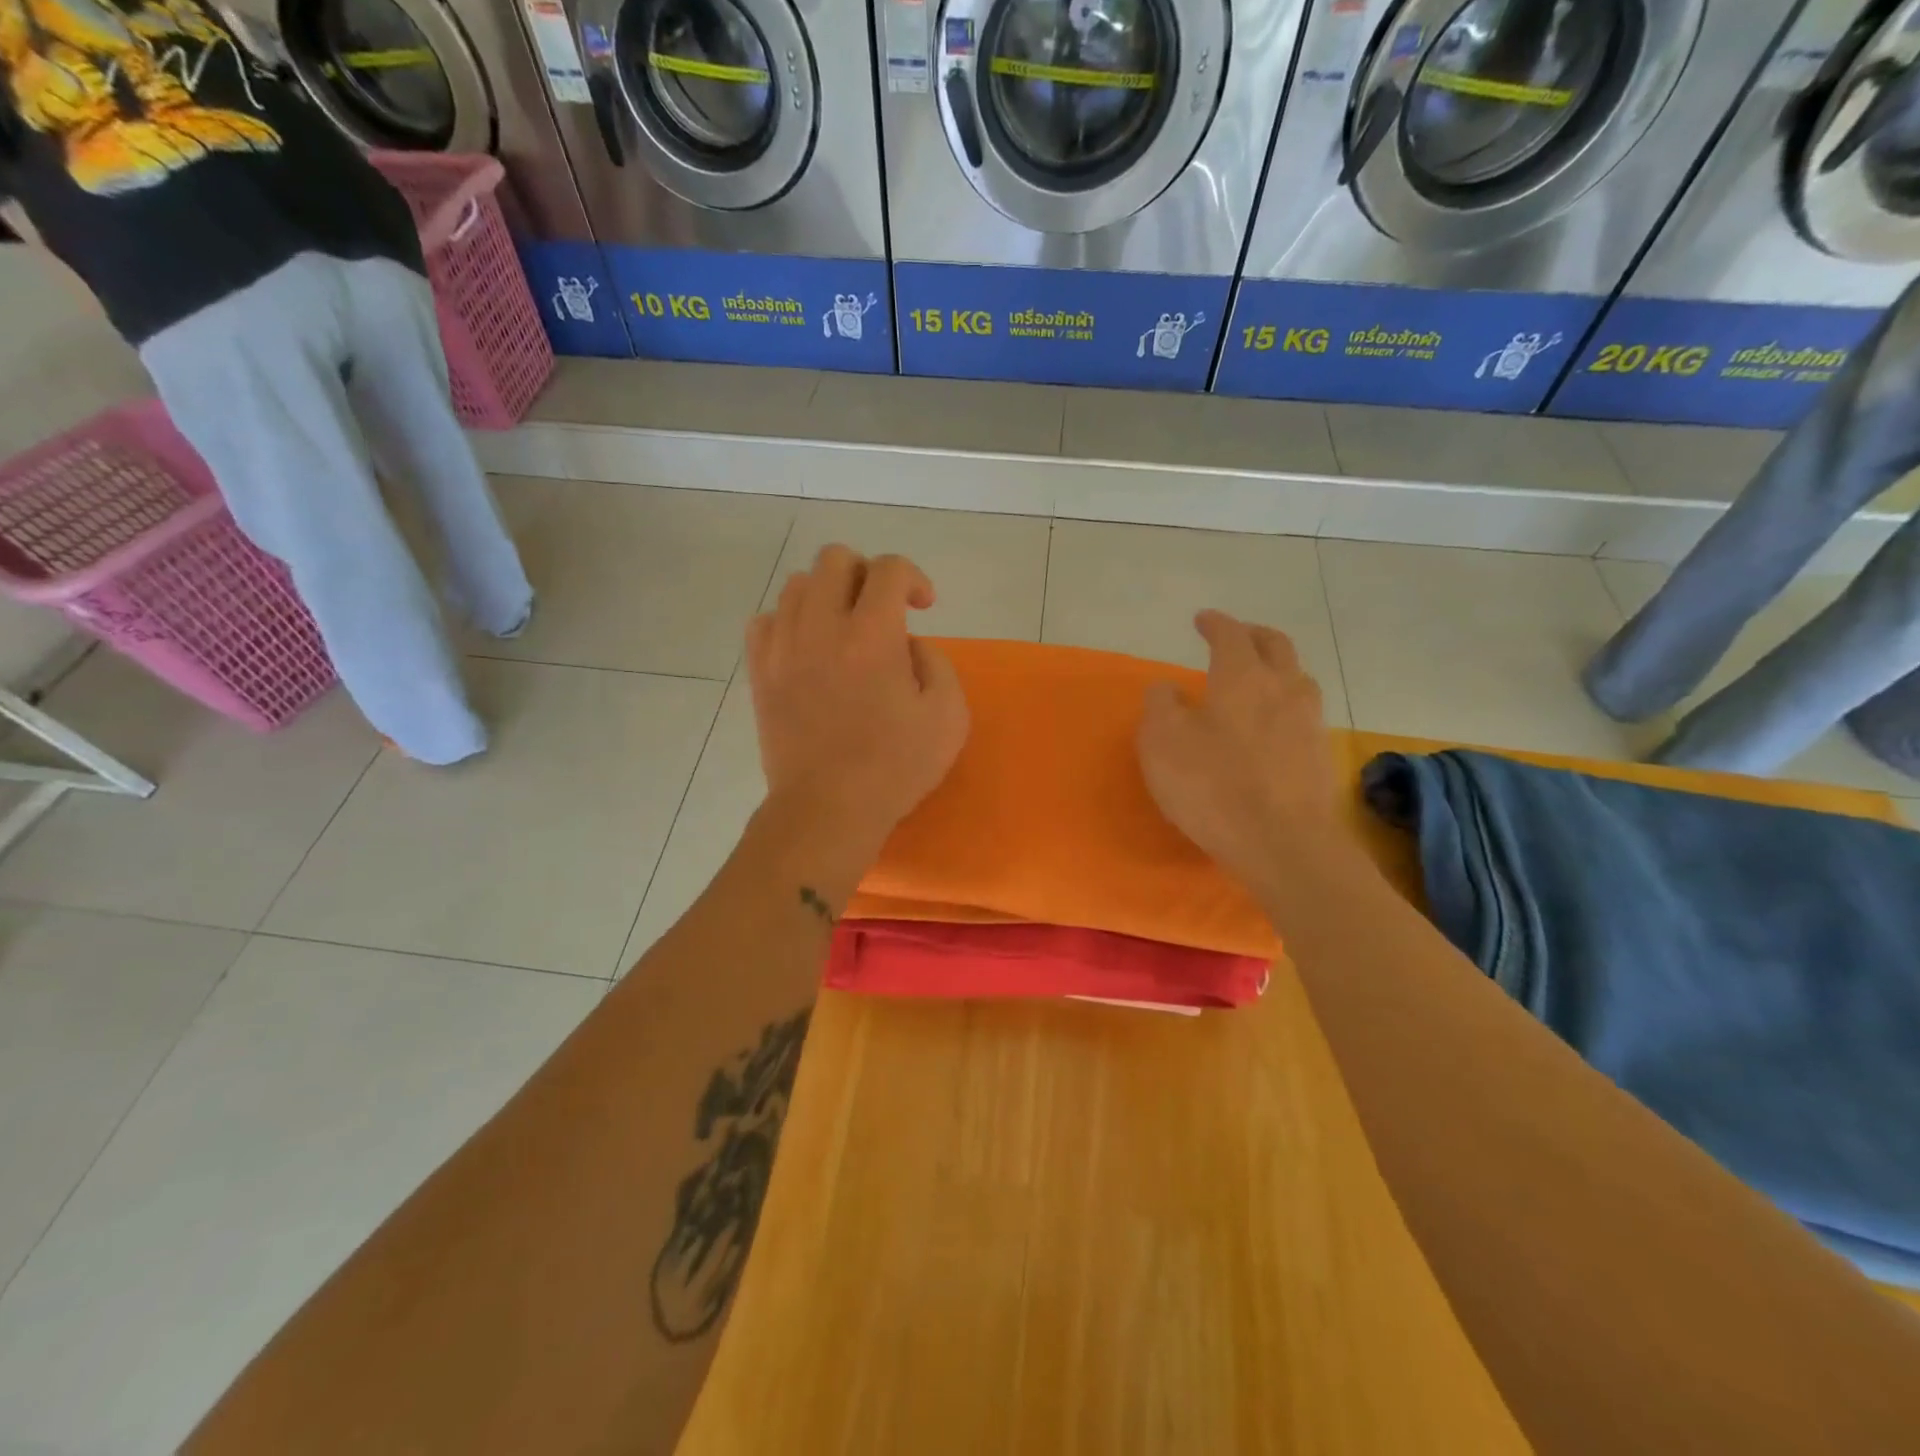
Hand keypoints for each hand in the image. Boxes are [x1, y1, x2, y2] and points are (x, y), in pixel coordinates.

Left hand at [746, 545, 968, 861]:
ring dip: (827, 594)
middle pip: (835, 559)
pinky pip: (766, 620)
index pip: (888, 568)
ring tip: (844, 628)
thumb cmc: (894, 767)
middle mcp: (821, 626)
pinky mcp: (760, 672)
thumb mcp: (948, 715)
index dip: (913, 577)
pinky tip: (808, 647)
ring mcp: (783, 647)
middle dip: (866, 573)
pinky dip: (789, 621)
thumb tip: (906, 644)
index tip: (923, 607)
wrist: (828, 809)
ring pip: (797, 584)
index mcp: (872, 634)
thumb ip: (935, 661)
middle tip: (881, 610)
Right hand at [1137, 611, 1339, 888]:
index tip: (1203, 619)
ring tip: (1258, 678)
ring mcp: (1309, 721)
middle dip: (1253, 634)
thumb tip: (1168, 687)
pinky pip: (1303, 712)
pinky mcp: (1321, 754)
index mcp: (1242, 676)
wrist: (1284, 843)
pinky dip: (1285, 704)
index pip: (1231, 634)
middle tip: (1236, 636)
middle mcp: (1283, 688)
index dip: (1216, 623)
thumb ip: (1161, 705)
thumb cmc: (1213, 785)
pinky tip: (1272, 723)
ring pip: (1297, 677)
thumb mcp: (1162, 742)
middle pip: (1276, 645)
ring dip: (1276, 668)